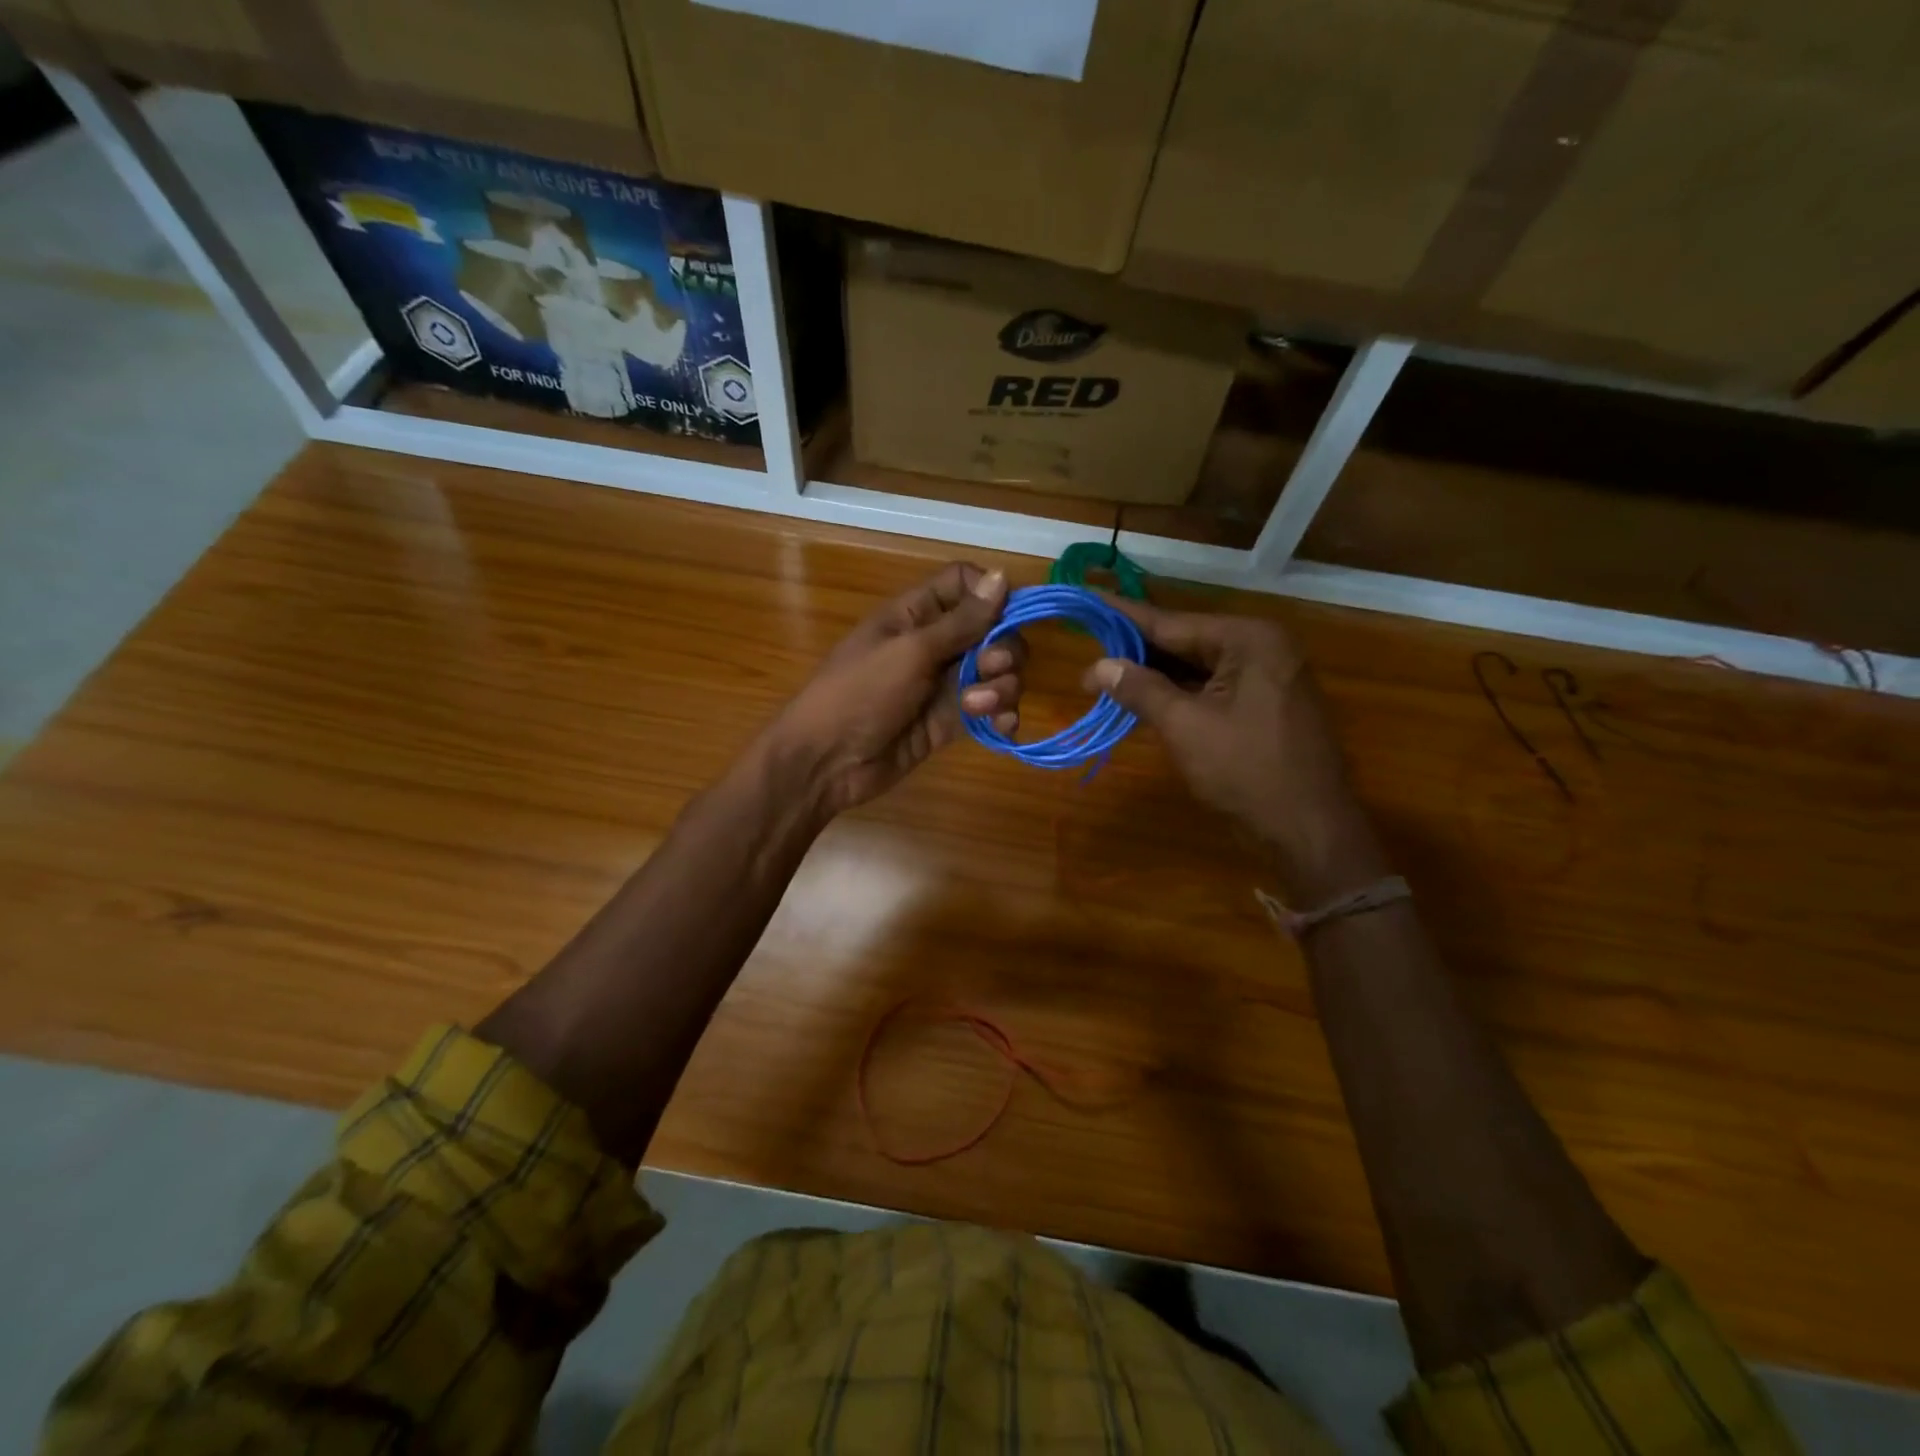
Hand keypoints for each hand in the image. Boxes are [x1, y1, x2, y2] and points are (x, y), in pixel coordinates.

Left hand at [769, 562, 1024, 817]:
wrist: (827, 761)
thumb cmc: (860, 694)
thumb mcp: (910, 652)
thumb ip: (961, 621)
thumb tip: (1002, 576)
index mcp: (916, 613)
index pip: (966, 584)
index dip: (992, 595)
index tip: (1007, 616)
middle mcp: (936, 643)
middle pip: (993, 630)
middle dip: (1003, 649)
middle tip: (989, 669)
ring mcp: (945, 684)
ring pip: (997, 672)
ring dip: (1002, 687)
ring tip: (979, 707)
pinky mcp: (951, 720)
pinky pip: (990, 709)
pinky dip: (1002, 715)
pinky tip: (1000, 727)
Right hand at [1083, 599, 1388, 903]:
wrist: (1309, 831)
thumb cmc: (1246, 772)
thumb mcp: (1185, 727)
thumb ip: (1140, 690)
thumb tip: (1097, 667)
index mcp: (1248, 640)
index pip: (1171, 623)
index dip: (1124, 618)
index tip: (1088, 602)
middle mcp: (1262, 647)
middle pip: (1185, 642)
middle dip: (1136, 650)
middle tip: (1087, 649)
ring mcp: (1267, 676)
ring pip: (1197, 667)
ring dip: (1154, 675)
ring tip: (1104, 673)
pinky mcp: (1264, 705)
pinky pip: (1211, 687)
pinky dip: (1177, 693)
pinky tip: (1142, 696)